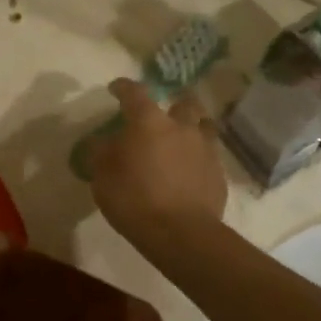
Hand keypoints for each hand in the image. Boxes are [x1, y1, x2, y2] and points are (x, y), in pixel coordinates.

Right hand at [86, 79, 227, 243]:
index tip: (116, 88)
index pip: (135, 93)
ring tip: (182, 139)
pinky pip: (209, 155)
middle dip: (173, 105)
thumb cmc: (134, 200)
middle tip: (162, 116)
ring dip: (193, 127)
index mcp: (149, 122)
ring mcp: (205, 149)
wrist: (181, 233)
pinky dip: (199, 157)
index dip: (124, 87)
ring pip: (203, 126)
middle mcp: (181, 127)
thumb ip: (101, 154)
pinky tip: (190, 170)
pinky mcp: (219, 173)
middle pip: (183, 103)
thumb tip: (101, 142)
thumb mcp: (102, 177)